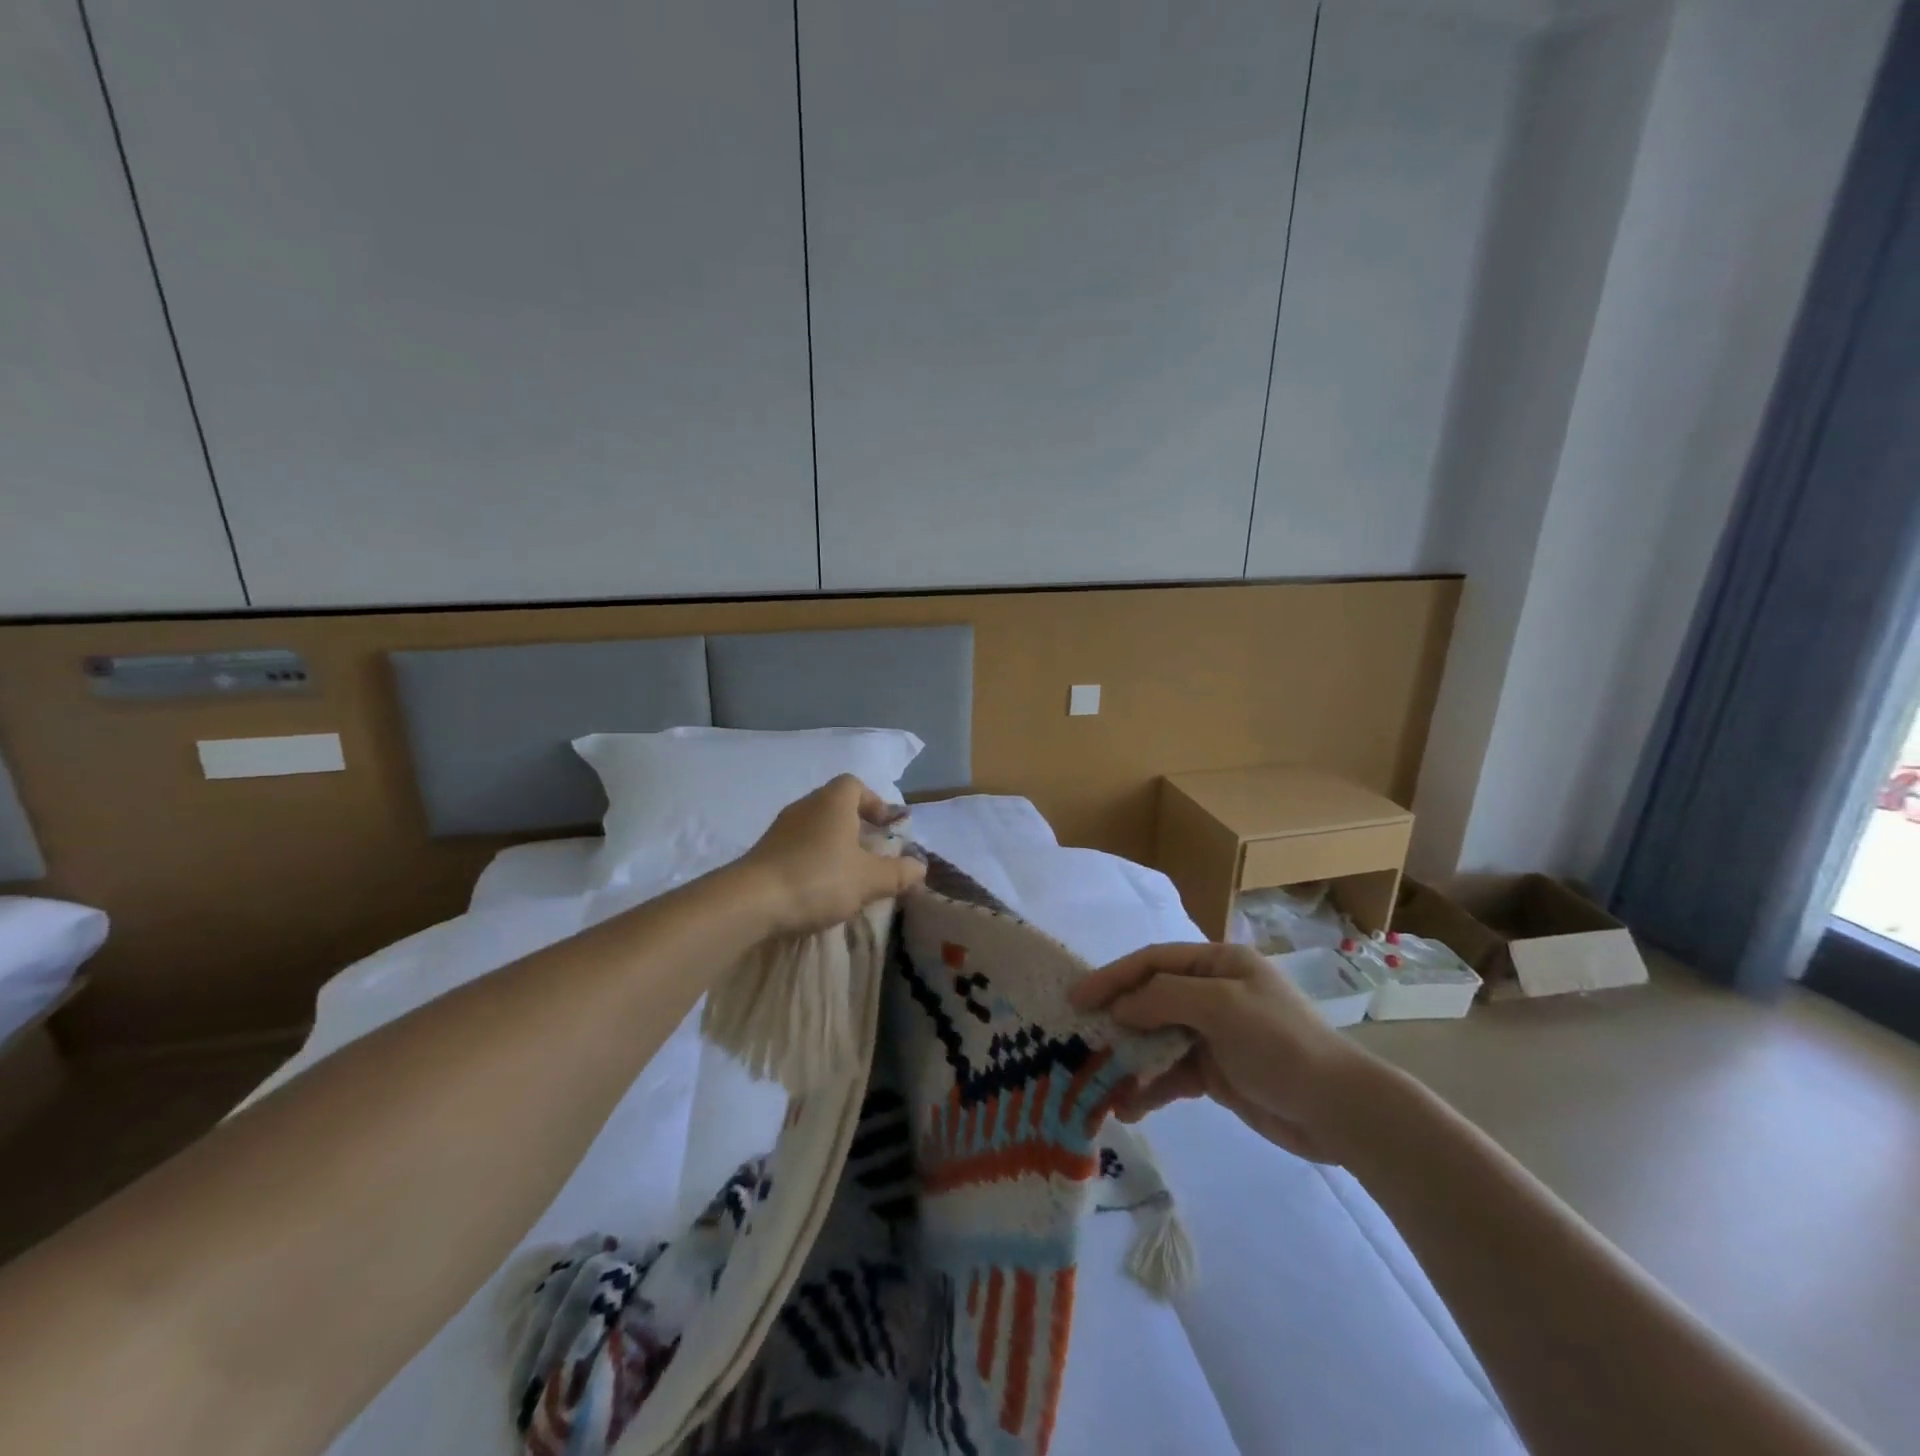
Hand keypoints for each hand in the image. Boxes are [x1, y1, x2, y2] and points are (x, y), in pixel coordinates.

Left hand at [734, 775, 925, 937]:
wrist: (751, 901)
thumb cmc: (819, 879)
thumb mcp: (869, 880)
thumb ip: (899, 873)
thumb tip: (920, 866)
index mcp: (833, 802)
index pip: (855, 785)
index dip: (874, 802)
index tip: (886, 827)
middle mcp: (806, 806)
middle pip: (835, 805)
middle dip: (855, 826)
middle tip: (871, 853)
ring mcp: (780, 828)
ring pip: (815, 827)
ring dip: (833, 845)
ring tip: (847, 875)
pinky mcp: (764, 852)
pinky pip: (796, 847)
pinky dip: (811, 860)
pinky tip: (818, 888)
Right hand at [1071, 941, 1378, 1163]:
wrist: (1340, 1111)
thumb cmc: (1280, 1044)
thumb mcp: (1220, 1007)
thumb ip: (1163, 999)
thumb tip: (1119, 1009)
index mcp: (1217, 964)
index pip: (1152, 962)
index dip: (1112, 977)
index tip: (1078, 998)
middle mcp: (1212, 993)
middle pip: (1150, 999)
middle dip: (1116, 1019)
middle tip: (1079, 1038)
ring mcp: (1214, 1034)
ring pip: (1157, 1039)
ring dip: (1129, 1058)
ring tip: (1098, 1080)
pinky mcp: (1217, 1072)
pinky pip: (1172, 1073)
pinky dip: (1150, 1087)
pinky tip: (1130, 1106)